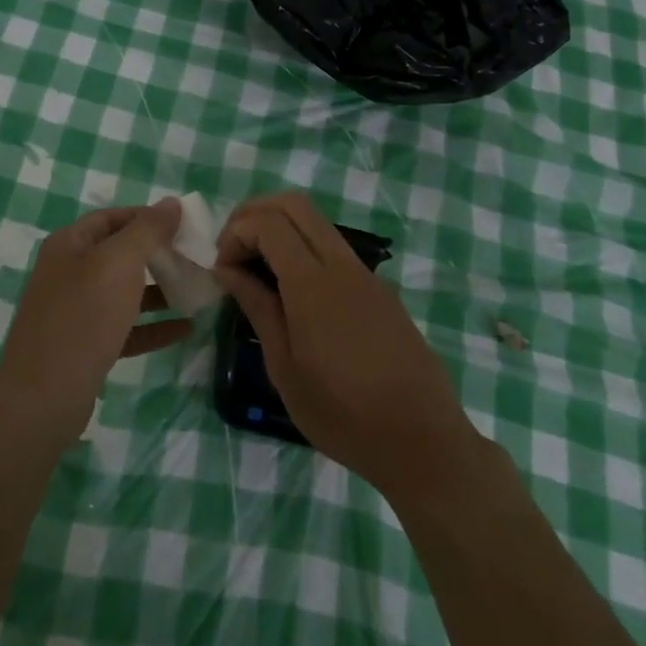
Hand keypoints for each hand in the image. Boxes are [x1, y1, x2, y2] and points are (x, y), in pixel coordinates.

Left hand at [0, 199, 183, 448]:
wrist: (44, 396)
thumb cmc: (83, 316)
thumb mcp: (119, 263)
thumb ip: (148, 230)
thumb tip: (171, 202)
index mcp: (69, 244)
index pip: (111, 218)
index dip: (146, 217)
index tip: (182, 225)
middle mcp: (68, 272)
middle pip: (118, 254)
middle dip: (156, 255)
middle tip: (193, 258)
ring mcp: (75, 312)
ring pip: (123, 292)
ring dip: (158, 291)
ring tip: (195, 290)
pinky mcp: (85, 347)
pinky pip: (124, 328)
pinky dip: (152, 326)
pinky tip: (185, 329)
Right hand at [213, 191, 484, 498]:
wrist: (423, 442)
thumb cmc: (343, 414)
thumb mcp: (285, 368)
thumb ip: (257, 307)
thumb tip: (226, 269)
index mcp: (313, 283)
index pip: (268, 222)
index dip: (236, 232)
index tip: (222, 268)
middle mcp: (341, 264)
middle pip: (294, 204)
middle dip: (255, 212)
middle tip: (233, 248)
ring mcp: (365, 273)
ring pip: (316, 220)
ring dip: (279, 226)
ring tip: (257, 266)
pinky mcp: (378, 287)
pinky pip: (333, 245)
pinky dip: (302, 245)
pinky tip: (291, 289)